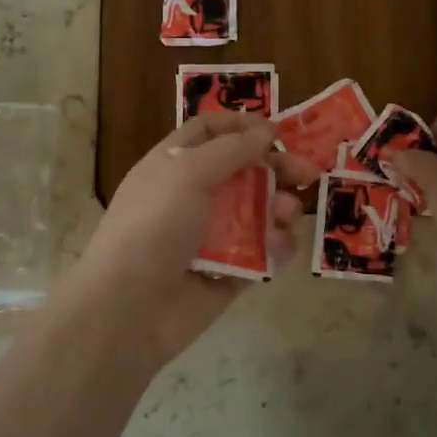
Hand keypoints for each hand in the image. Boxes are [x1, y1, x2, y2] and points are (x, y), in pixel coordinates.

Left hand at [62, 112, 319, 369]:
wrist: (129, 310)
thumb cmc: (153, 227)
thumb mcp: (187, 174)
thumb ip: (231, 149)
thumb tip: (265, 129)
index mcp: (173, 165)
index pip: (207, 132)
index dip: (239, 125)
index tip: (273, 129)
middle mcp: (193, 196)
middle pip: (243, 170)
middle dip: (276, 167)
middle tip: (307, 172)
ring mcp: (213, 236)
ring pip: (259, 211)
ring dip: (280, 208)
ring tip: (285, 215)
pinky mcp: (231, 272)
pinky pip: (263, 251)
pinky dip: (276, 246)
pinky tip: (277, 248)